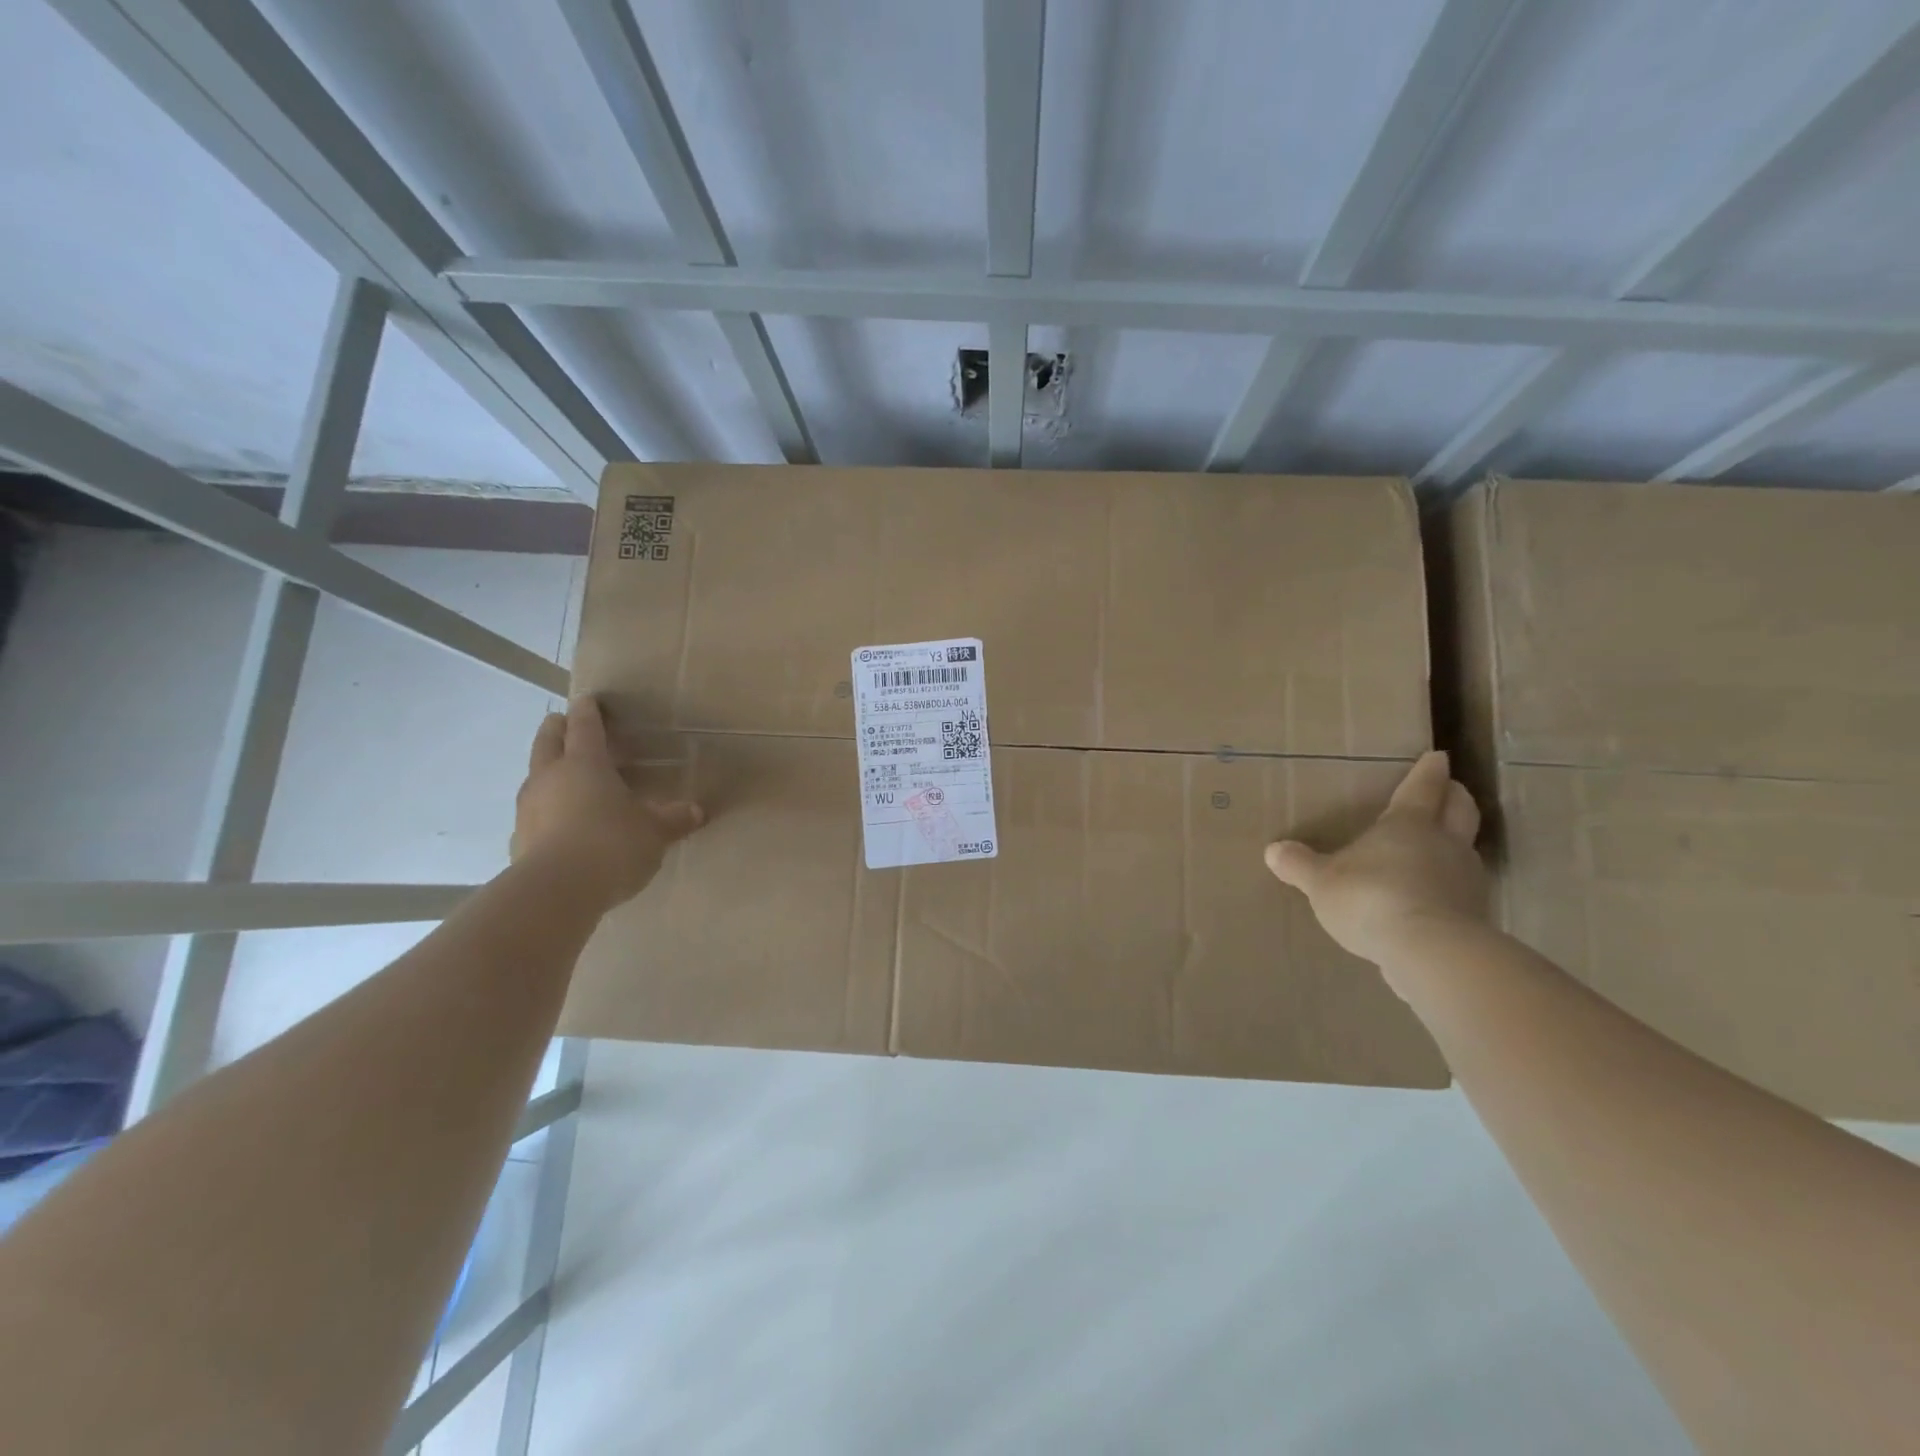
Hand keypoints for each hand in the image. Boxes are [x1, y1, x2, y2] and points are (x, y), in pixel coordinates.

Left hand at [511, 696, 703, 911]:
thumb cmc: (612, 845)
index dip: (588, 711)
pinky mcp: (519, 838)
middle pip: (548, 740)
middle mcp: (551, 776)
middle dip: (557, 729)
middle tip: (566, 724)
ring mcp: (530, 807)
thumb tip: (697, 811)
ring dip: (548, 768)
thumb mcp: (655, 832)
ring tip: (567, 776)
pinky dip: (546, 808)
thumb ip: (674, 818)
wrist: (556, 892)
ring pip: (535, 774)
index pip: (585, 726)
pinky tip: (560, 822)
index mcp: (586, 763)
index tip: (589, 699)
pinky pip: (533, 811)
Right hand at [1264, 750, 1488, 975]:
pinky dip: (1450, 885)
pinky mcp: (1475, 914)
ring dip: (1456, 842)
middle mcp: (1444, 843)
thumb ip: (1299, 865)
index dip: (1428, 771)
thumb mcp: (1321, 881)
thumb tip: (1273, 850)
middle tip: (1449, 790)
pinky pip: (1463, 889)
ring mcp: (1466, 878)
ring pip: (1466, 848)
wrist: (1430, 952)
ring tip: (1437, 847)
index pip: (1422, 788)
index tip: (1436, 757)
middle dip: (1454, 797)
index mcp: (1408, 824)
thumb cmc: (1370, 898)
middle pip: (1460, 809)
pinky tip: (1432, 897)